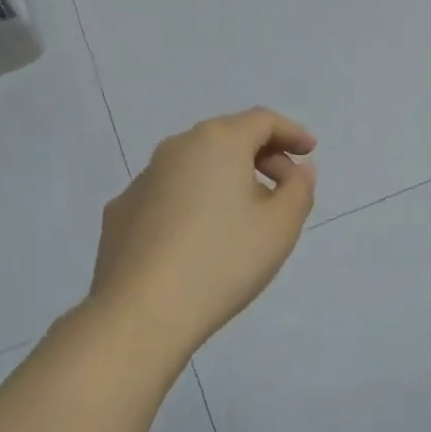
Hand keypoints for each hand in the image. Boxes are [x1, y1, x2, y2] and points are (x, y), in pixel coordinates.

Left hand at [90, 108, 316, 349]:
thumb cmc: (224, 260)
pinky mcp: (121, 212)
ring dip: (225, 180)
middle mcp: (175, 148)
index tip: (309, 151)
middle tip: (284, 189)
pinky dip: (192, 203)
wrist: (143, 311)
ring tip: (244, 218)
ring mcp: (141, 180)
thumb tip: (297, 169)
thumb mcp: (281, 226)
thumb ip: (299, 189)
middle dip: (261, 156)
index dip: (291, 132)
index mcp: (217, 142)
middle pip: (226, 138)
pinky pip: (168, 195)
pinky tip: (199, 240)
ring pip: (194, 167)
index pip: (262, 120)